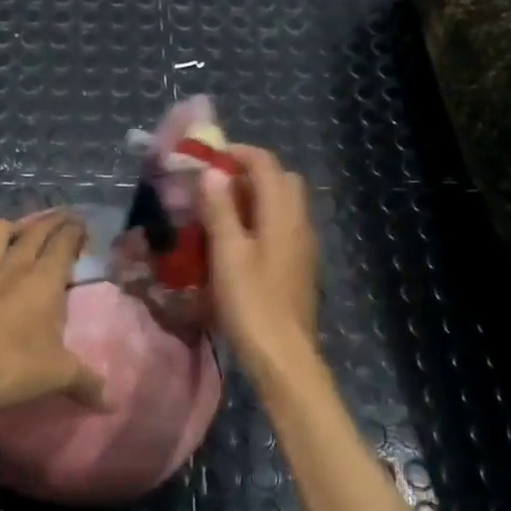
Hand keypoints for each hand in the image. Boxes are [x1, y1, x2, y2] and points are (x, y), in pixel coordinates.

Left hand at [0, 211, 104, 423]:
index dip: (76, 230)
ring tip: (23, 236)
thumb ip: (87, 383)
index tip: (83, 226)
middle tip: (64, 221)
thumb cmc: (11, 369)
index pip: (64, 240)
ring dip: (15, 227)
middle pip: (36, 229)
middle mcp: (13, 265)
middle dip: (53, 221)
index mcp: (44, 279)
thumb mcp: (58, 377)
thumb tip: (110, 402)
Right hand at [200, 145, 320, 380]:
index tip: (207, 158)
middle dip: (248, 173)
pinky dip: (259, 221)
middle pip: (280, 180)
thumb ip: (221, 209)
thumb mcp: (228, 253)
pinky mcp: (298, 266)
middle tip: (214, 186)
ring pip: (282, 205)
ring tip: (218, 213)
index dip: (237, 153)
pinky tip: (235, 244)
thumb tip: (213, 172)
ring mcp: (302, 246)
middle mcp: (299, 223)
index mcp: (283, 214)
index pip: (266, 164)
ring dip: (254, 198)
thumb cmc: (252, 303)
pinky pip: (281, 228)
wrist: (284, 357)